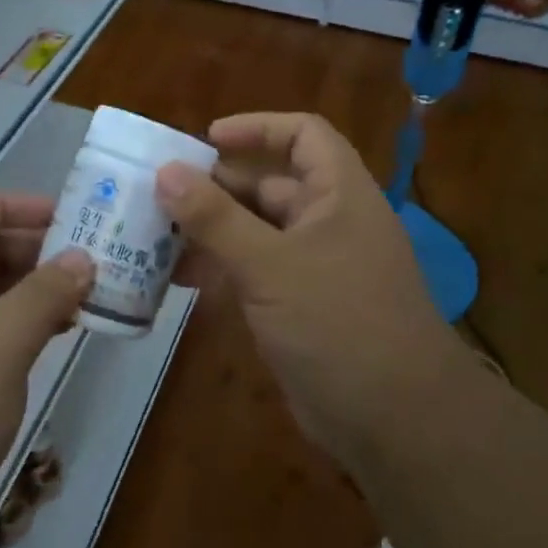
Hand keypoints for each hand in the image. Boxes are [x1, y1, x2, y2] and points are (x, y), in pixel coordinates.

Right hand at [158, 112, 474, 468]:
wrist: (393, 419)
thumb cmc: (339, 322)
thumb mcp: (270, 265)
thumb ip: (215, 218)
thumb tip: (165, 172)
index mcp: (339, 195)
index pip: (303, 136)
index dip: (257, 128)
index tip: (205, 140)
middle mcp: (328, 223)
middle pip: (268, 187)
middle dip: (216, 188)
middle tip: (158, 197)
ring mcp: (314, 268)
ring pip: (255, 235)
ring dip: (210, 234)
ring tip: (155, 239)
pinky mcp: (299, 308)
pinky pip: (254, 275)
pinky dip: (220, 272)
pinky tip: (180, 281)